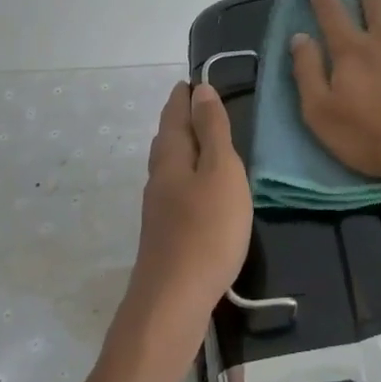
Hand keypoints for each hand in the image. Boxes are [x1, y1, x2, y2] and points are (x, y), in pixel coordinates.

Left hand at [130, 81, 252, 320]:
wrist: (174, 301)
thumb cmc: (206, 229)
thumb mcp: (221, 171)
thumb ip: (213, 131)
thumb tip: (200, 89)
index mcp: (173, 157)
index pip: (175, 115)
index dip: (183, 97)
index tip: (192, 81)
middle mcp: (159, 177)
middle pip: (167, 138)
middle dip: (179, 118)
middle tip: (194, 102)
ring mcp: (158, 208)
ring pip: (168, 164)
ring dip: (181, 145)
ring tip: (197, 139)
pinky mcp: (164, 233)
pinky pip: (174, 187)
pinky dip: (185, 173)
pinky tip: (195, 188)